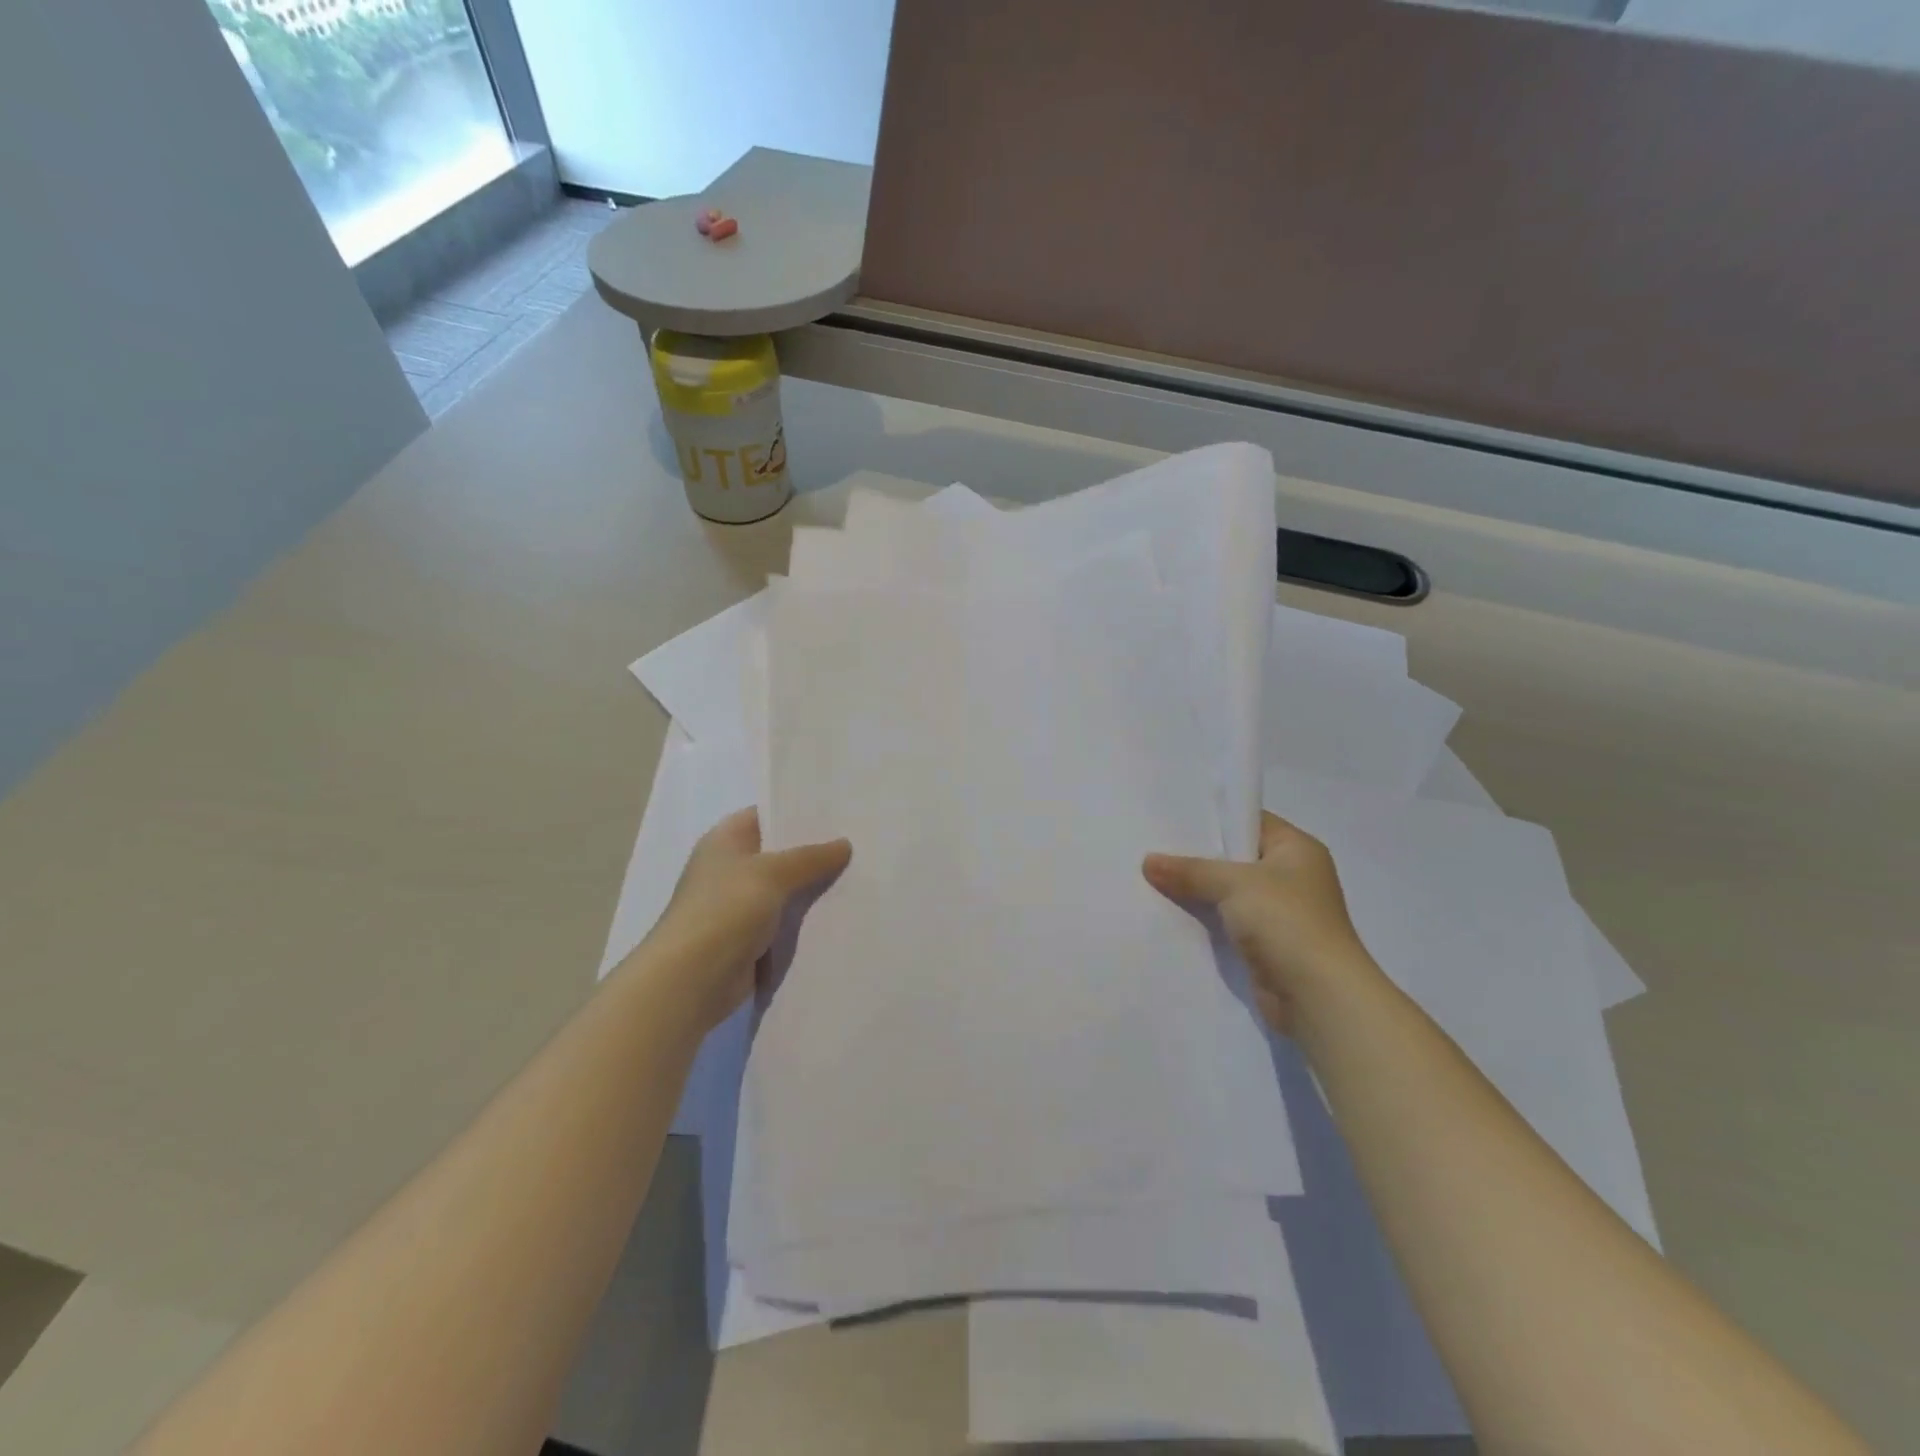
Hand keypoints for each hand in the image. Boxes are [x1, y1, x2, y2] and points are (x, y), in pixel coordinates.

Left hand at [647, 808, 851, 1031]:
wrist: (692, 980)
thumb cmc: (724, 911)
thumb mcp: (772, 873)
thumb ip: (810, 857)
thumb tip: (844, 844)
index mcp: (726, 840)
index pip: (766, 814)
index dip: (799, 811)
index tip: (839, 813)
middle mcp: (730, 868)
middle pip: (779, 852)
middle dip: (815, 851)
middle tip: (859, 842)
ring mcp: (739, 905)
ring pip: (786, 889)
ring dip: (813, 888)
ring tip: (861, 876)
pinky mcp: (750, 938)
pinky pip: (785, 921)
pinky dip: (806, 920)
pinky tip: (842, 913)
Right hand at [1144, 812, 1374, 1034]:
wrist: (1317, 996)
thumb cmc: (1286, 922)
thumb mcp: (1234, 884)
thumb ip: (1191, 871)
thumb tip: (1148, 861)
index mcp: (1296, 849)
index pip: (1249, 821)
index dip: (1213, 819)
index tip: (1171, 818)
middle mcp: (1291, 876)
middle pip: (1234, 857)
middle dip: (1196, 857)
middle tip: (1151, 847)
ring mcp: (1279, 912)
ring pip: (1227, 892)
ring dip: (1196, 891)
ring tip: (1150, 878)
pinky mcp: (1265, 944)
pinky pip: (1226, 922)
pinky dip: (1203, 919)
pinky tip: (1167, 913)